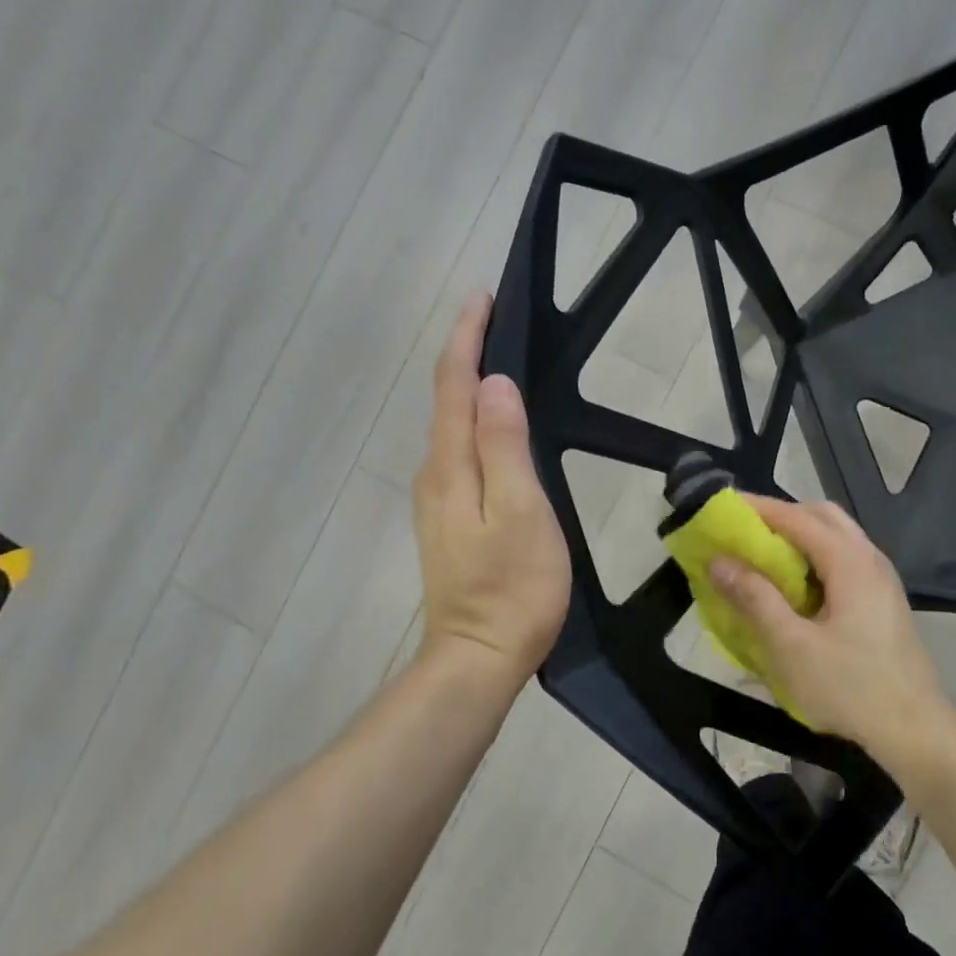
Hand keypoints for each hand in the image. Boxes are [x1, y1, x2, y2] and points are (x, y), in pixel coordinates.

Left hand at [412, 293, 570, 695]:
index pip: (454, 386)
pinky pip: (460, 451)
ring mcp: (439, 499)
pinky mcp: (450, 518)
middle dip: (466, 353)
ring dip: (469, 385)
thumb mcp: (520, 512)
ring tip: (498, 356)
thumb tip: (494, 384)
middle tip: (496, 317)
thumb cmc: (512, 586)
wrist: (480, 657)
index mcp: (452, 465)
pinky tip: (494, 423)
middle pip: (447, 399)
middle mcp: (436, 473)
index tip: (483, 297)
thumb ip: (504, 446)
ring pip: (451, 425)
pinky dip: (474, 420)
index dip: (467, 339)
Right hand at [709, 497, 955, 767]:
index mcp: (850, 561)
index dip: (757, 509)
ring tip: (763, 555)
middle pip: (821, 516)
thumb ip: (755, 598)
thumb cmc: (851, 687)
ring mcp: (881, 579)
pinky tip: (796, 586)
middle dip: (781, 516)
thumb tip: (719, 561)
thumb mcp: (792, 646)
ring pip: (836, 537)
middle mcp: (869, 558)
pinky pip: (844, 559)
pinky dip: (815, 557)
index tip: (722, 508)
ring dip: (799, 536)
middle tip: (744, 531)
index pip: (796, 517)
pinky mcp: (883, 600)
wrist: (916, 731)